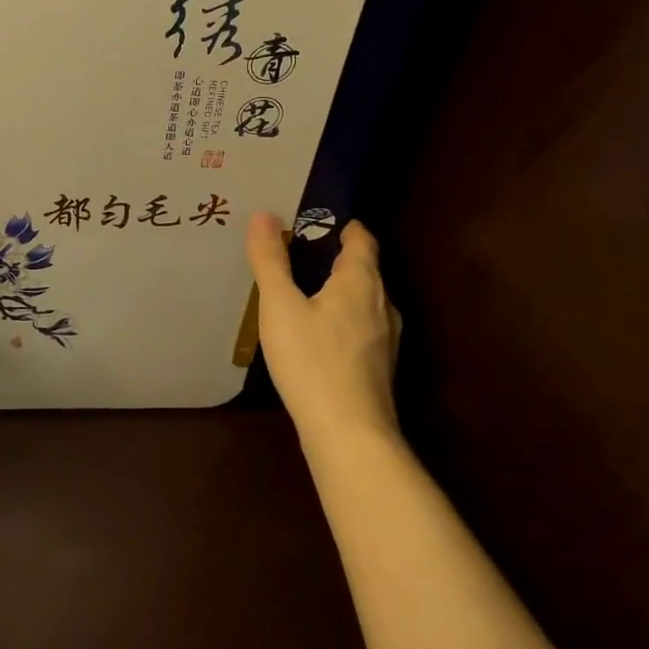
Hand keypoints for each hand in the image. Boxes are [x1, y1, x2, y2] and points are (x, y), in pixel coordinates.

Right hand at [246, 212, 401, 445]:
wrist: (349, 433)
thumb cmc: (312, 361)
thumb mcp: (280, 307)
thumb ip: (271, 261)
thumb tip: (263, 215)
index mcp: (361, 282)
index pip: (362, 239)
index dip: (344, 226)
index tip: (317, 220)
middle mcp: (382, 303)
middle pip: (365, 269)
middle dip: (336, 257)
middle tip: (299, 253)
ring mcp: (385, 338)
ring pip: (364, 300)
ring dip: (340, 290)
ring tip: (305, 292)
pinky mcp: (379, 366)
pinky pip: (361, 327)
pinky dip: (342, 318)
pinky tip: (318, 335)